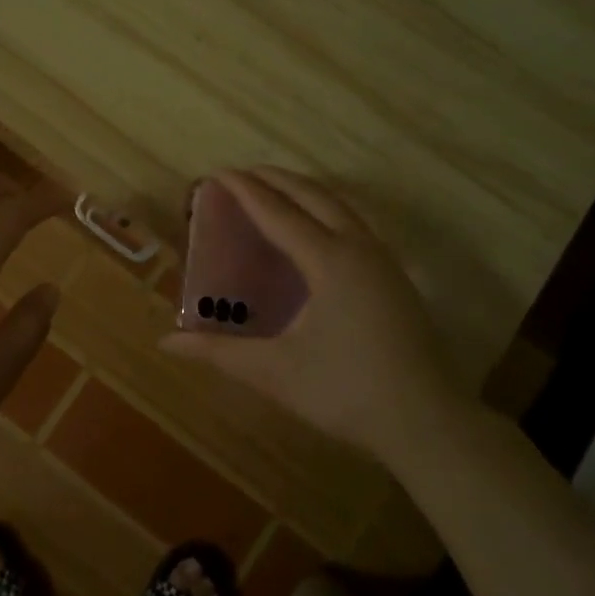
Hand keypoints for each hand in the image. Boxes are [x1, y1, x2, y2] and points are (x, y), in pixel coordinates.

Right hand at [161, 167, 464, 464]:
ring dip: (304, 191)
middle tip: (241, 174)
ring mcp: (383, 261)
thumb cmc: (346, 392)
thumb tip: (166, 343)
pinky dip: (326, 210)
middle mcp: (358, 248)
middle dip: (275, 179)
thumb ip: (219, 352)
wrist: (428, 422)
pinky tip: (316, 229)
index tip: (218, 172)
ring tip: (275, 190)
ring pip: (340, 206)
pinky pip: (355, 224)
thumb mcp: (275, 372)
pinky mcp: (395, 278)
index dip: (245, 191)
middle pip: (314, 195)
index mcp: (329, 261)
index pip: (278, 213)